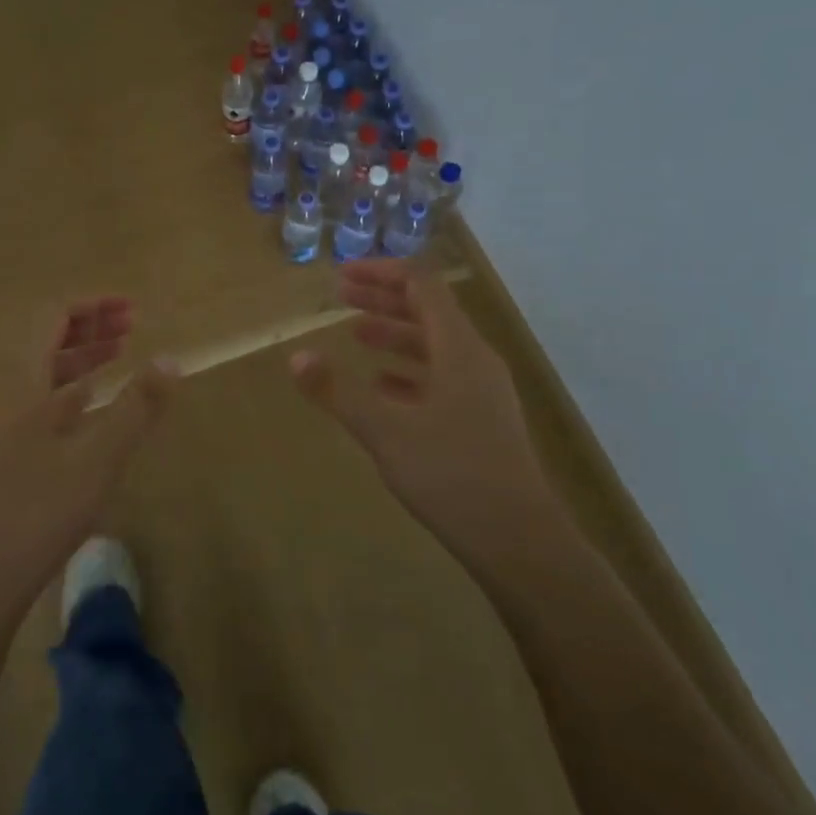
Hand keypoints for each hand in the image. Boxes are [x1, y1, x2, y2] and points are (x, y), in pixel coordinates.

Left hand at [0, 298, 176, 611]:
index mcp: (19, 380)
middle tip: (131, 325)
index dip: (92, 306)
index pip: (52, 316)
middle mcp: (1, 392)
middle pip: (44, 340)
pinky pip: (34, 402)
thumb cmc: (36, 512)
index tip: (131, 308)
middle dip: (89, 327)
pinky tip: (88, 407)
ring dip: (79, 359)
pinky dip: (66, 391)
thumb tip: (172, 359)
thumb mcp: (98, 458)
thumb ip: (137, 406)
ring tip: (118, 356)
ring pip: (40, 373)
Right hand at [291, 260, 555, 558]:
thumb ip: (338, 392)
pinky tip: (383, 386)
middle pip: (427, 311)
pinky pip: (441, 378)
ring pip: (434, 346)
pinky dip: (408, 371)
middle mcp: (475, 360)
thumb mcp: (385, 431)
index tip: (342, 275)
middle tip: (341, 296)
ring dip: (394, 334)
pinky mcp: (482, 420)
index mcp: (459, 348)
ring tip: (356, 335)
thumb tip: (296, 357)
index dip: (381, 272)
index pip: (421, 285)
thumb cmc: (452, 474)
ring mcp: (482, 391)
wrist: (519, 541)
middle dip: (383, 299)